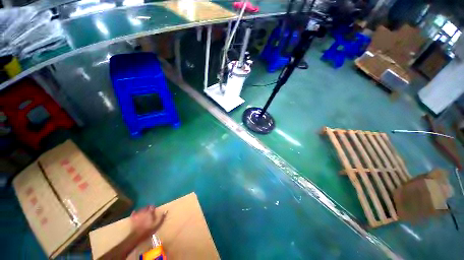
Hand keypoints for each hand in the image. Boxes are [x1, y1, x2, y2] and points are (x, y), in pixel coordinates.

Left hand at [130, 206, 165, 237]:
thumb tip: (166, 211)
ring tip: (144, 209)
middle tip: (149, 208)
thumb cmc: (148, 231)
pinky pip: (133, 214)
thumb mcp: (157, 225)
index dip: (153, 207)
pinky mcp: (133, 219)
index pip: (152, 207)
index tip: (154, 208)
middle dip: (148, 207)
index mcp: (150, 213)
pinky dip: (134, 212)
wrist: (136, 236)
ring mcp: (137, 215)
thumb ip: (162, 218)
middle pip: (146, 207)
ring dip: (142, 209)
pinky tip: (134, 211)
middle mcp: (144, 212)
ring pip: (140, 209)